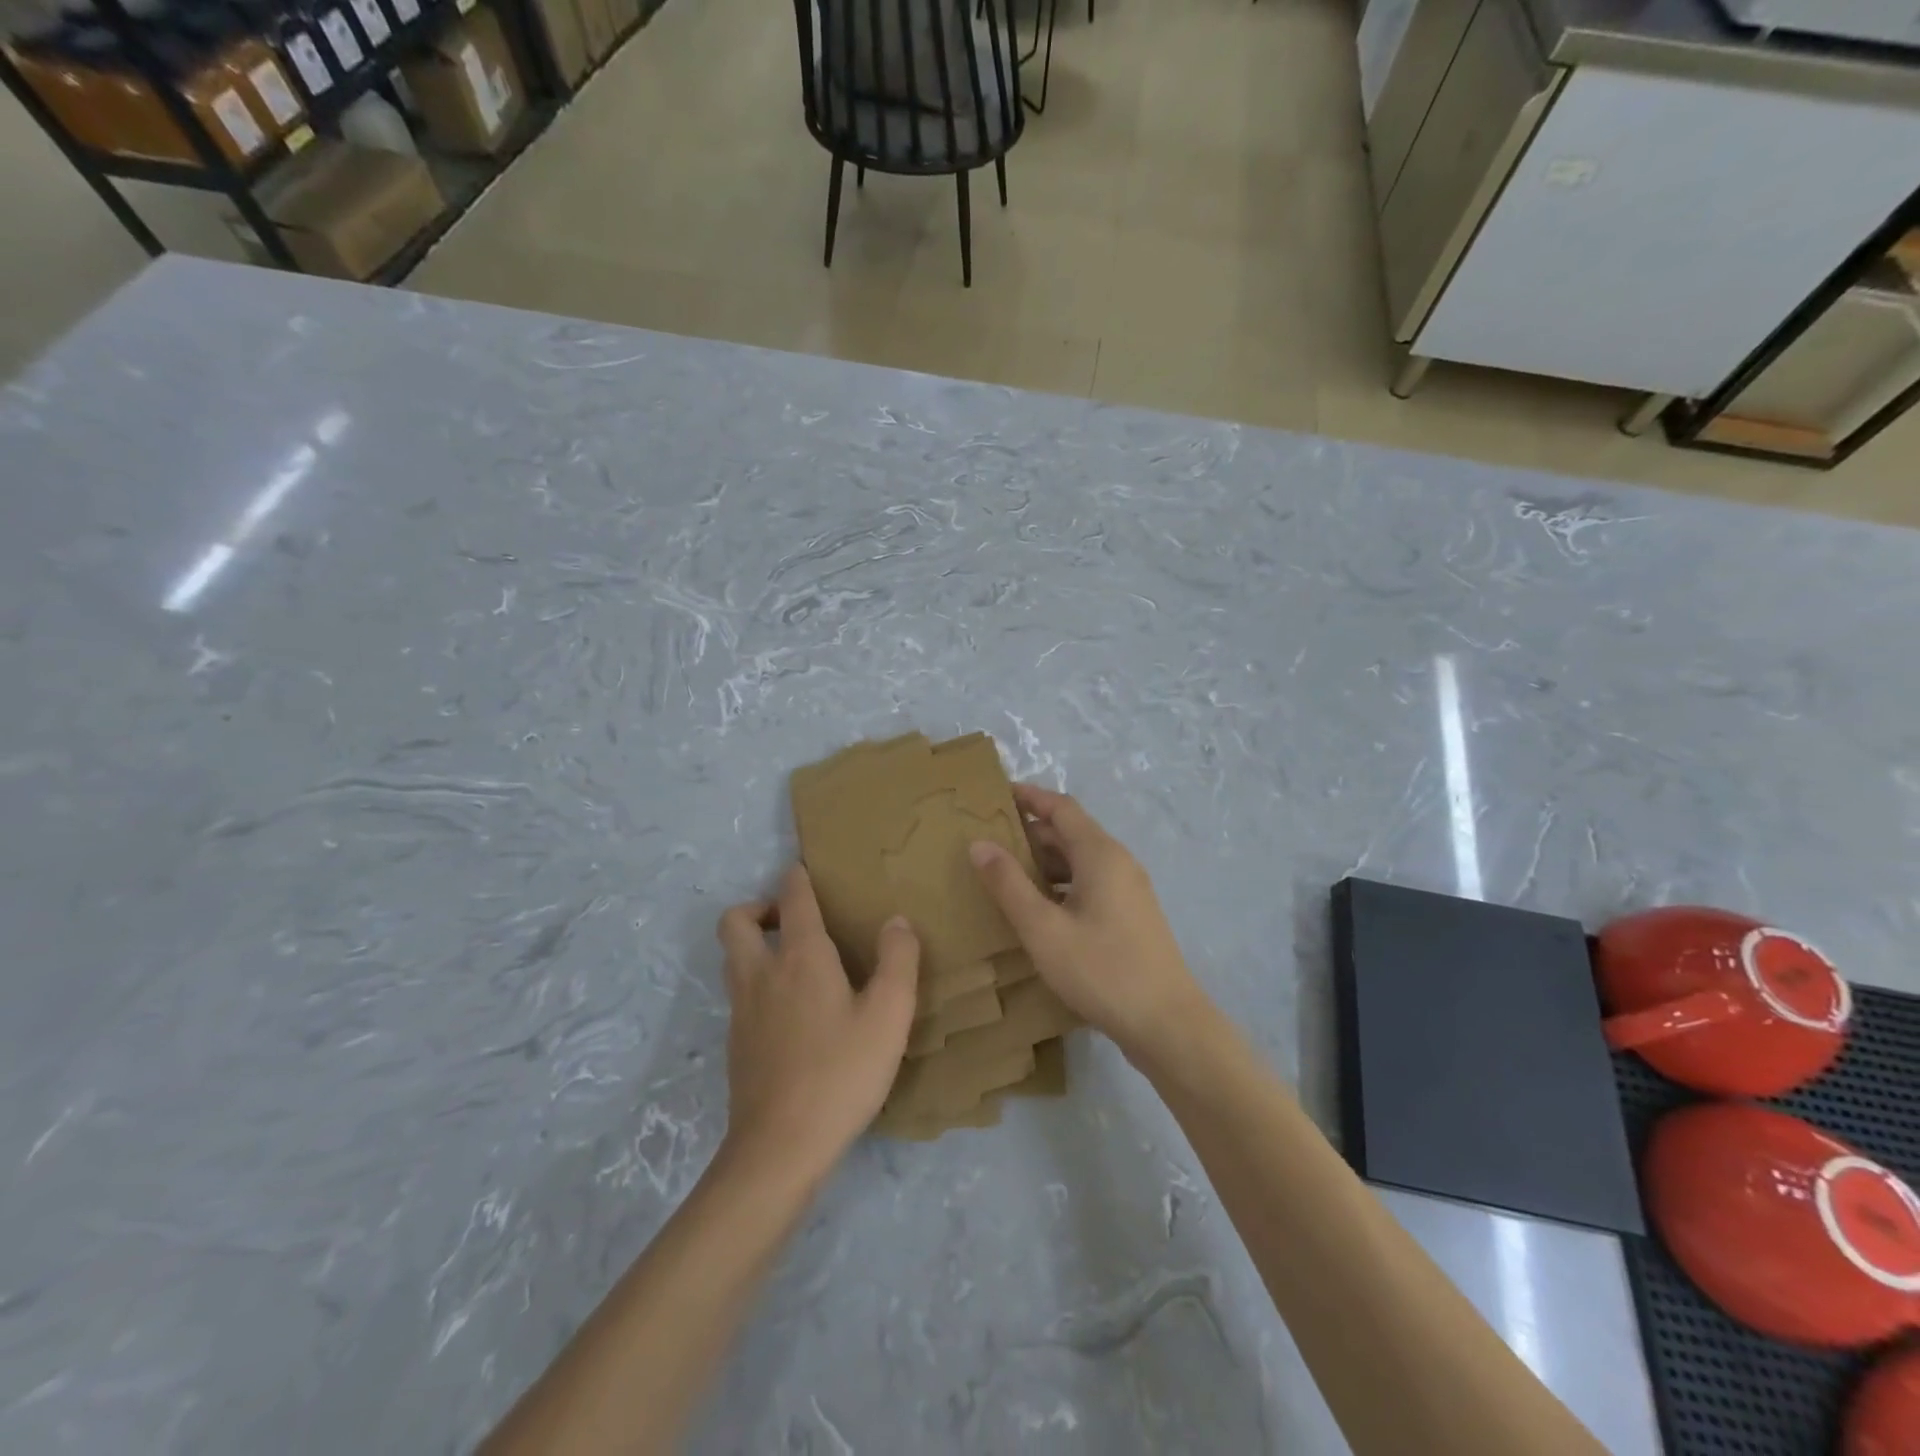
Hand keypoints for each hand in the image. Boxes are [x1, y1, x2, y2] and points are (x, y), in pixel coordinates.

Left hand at [716, 865, 918, 1179]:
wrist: (779, 1147)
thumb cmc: (842, 1073)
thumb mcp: (889, 1015)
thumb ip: (898, 961)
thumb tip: (896, 921)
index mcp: (801, 957)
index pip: (792, 898)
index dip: (798, 877)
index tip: (808, 870)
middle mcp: (762, 973)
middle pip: (736, 921)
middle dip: (759, 908)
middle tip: (793, 920)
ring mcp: (742, 1010)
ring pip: (732, 957)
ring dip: (754, 944)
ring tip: (794, 960)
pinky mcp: (736, 1044)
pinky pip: (739, 993)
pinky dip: (757, 983)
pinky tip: (791, 1012)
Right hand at [969, 784, 1210, 1060]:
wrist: (1167, 1024)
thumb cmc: (1101, 970)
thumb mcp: (1043, 929)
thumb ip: (1009, 884)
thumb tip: (980, 843)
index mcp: (1100, 854)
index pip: (1061, 807)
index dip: (1028, 797)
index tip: (995, 794)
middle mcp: (1118, 862)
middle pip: (1070, 832)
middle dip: (1030, 832)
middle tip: (988, 840)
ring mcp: (1129, 890)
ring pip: (1080, 861)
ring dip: (1044, 861)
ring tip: (1004, 874)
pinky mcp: (1131, 916)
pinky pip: (1089, 884)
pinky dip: (1060, 885)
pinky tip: (1038, 909)